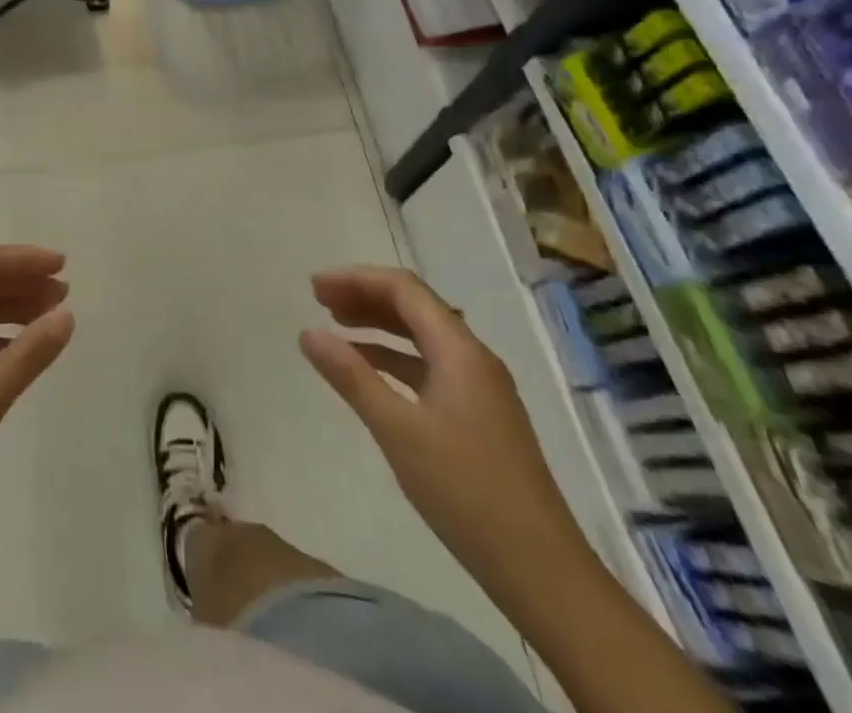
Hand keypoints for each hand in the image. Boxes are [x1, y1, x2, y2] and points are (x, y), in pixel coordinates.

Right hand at [299, 266, 592, 603]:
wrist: (543, 573)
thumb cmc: (466, 492)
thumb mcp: (398, 431)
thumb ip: (352, 376)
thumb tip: (308, 332)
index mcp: (460, 351)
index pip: (404, 289)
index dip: (356, 279)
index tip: (314, 288)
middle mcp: (473, 358)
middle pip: (414, 306)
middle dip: (365, 296)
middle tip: (318, 301)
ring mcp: (480, 388)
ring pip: (422, 336)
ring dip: (378, 324)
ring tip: (336, 326)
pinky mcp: (479, 416)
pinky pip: (429, 366)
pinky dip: (394, 358)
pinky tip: (368, 370)